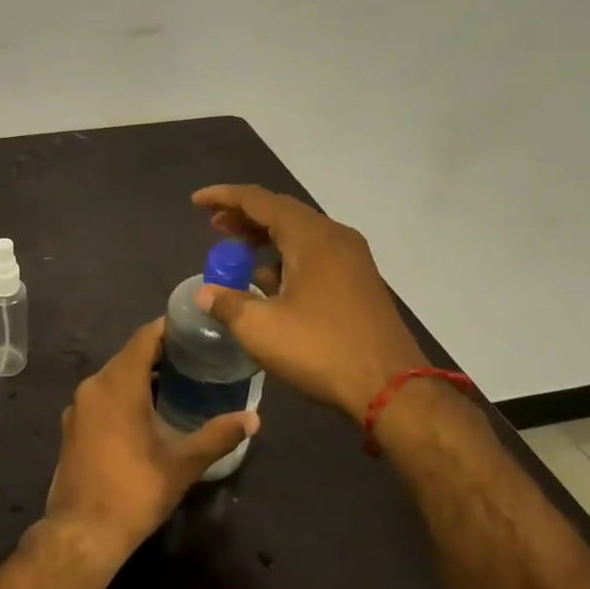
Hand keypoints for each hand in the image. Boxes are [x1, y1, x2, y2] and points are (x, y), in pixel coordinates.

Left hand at [42, 319, 256, 566]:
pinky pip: (102, 395)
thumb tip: (253, 418)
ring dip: (141, 375)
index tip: (195, 329)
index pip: (144, 338)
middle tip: (195, 358)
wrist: (82, 532)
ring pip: (114, 376)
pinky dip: (124, 394)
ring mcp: (78, 406)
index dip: (169, 328)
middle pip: (129, 355)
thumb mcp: (182, 464)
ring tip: (177, 384)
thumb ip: (217, 435)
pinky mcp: (72, 425)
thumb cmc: (135, 491)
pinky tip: (146, 413)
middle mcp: (93, 385)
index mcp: (118, 384)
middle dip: (160, 353)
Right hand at [191, 183, 426, 423]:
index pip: (259, 201)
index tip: (197, 202)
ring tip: (236, 251)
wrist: (393, 390)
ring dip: (265, 237)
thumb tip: (205, 293)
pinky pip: (315, 254)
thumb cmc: (321, 350)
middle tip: (214, 226)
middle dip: (244, 216)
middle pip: (282, 212)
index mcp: (311, 237)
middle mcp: (335, 237)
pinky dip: (285, 257)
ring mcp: (352, 260)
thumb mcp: (260, 328)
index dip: (224, 198)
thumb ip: (227, 304)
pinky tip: (269, 281)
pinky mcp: (360, 283)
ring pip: (300, 233)